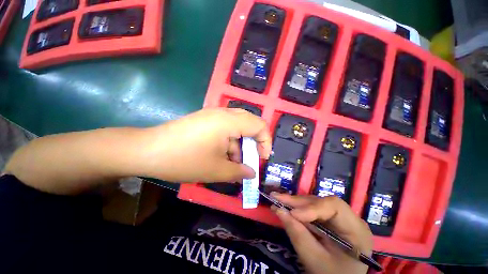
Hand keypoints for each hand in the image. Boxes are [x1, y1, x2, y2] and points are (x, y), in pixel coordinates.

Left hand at [140, 108, 271, 182]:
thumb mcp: (216, 170)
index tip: (262, 158)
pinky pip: (225, 128)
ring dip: (238, 145)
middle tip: (250, 158)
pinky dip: (228, 142)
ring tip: (232, 164)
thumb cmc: (185, 159)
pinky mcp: (205, 120)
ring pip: (236, 127)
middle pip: (249, 123)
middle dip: (253, 142)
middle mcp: (223, 113)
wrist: (147, 151)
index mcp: (229, 121)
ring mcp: (212, 115)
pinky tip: (221, 156)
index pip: (260, 125)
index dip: (266, 141)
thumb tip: (251, 174)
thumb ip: (239, 172)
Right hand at [272, 193, 371, 273]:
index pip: (334, 207)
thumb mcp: (314, 260)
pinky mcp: (329, 219)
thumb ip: (297, 234)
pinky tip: (286, 206)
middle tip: (277, 197)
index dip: (311, 207)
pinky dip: (298, 208)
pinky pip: (312, 208)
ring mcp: (339, 218)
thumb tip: (278, 210)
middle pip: (322, 202)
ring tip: (278, 200)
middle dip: (298, 201)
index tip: (292, 214)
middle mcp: (350, 218)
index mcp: (356, 230)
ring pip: (314, 203)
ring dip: (295, 203)